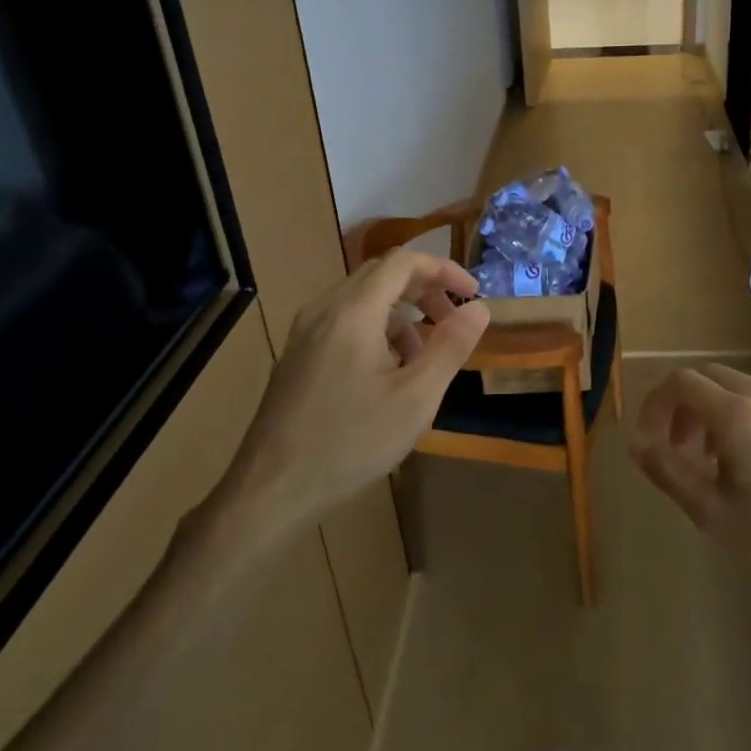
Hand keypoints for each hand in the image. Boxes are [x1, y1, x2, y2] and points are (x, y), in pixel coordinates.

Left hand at [221, 250, 488, 532]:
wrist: (272, 489)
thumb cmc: (351, 442)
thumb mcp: (416, 398)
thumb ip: (450, 346)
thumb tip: (479, 308)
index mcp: (354, 311)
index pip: (404, 261)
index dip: (444, 269)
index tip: (472, 294)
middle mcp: (325, 309)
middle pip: (381, 274)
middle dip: (424, 290)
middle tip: (452, 320)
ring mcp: (305, 332)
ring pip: (362, 299)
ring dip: (400, 314)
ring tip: (422, 357)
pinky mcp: (297, 355)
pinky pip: (343, 322)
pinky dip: (375, 330)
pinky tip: (386, 374)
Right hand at [631, 364, 750, 603]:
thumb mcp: (711, 513)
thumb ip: (667, 471)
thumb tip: (637, 443)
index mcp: (735, 414)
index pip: (680, 382)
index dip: (655, 404)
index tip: (650, 439)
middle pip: (710, 377)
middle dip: (684, 406)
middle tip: (681, 449)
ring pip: (743, 389)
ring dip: (716, 413)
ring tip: (719, 462)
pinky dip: (750, 420)